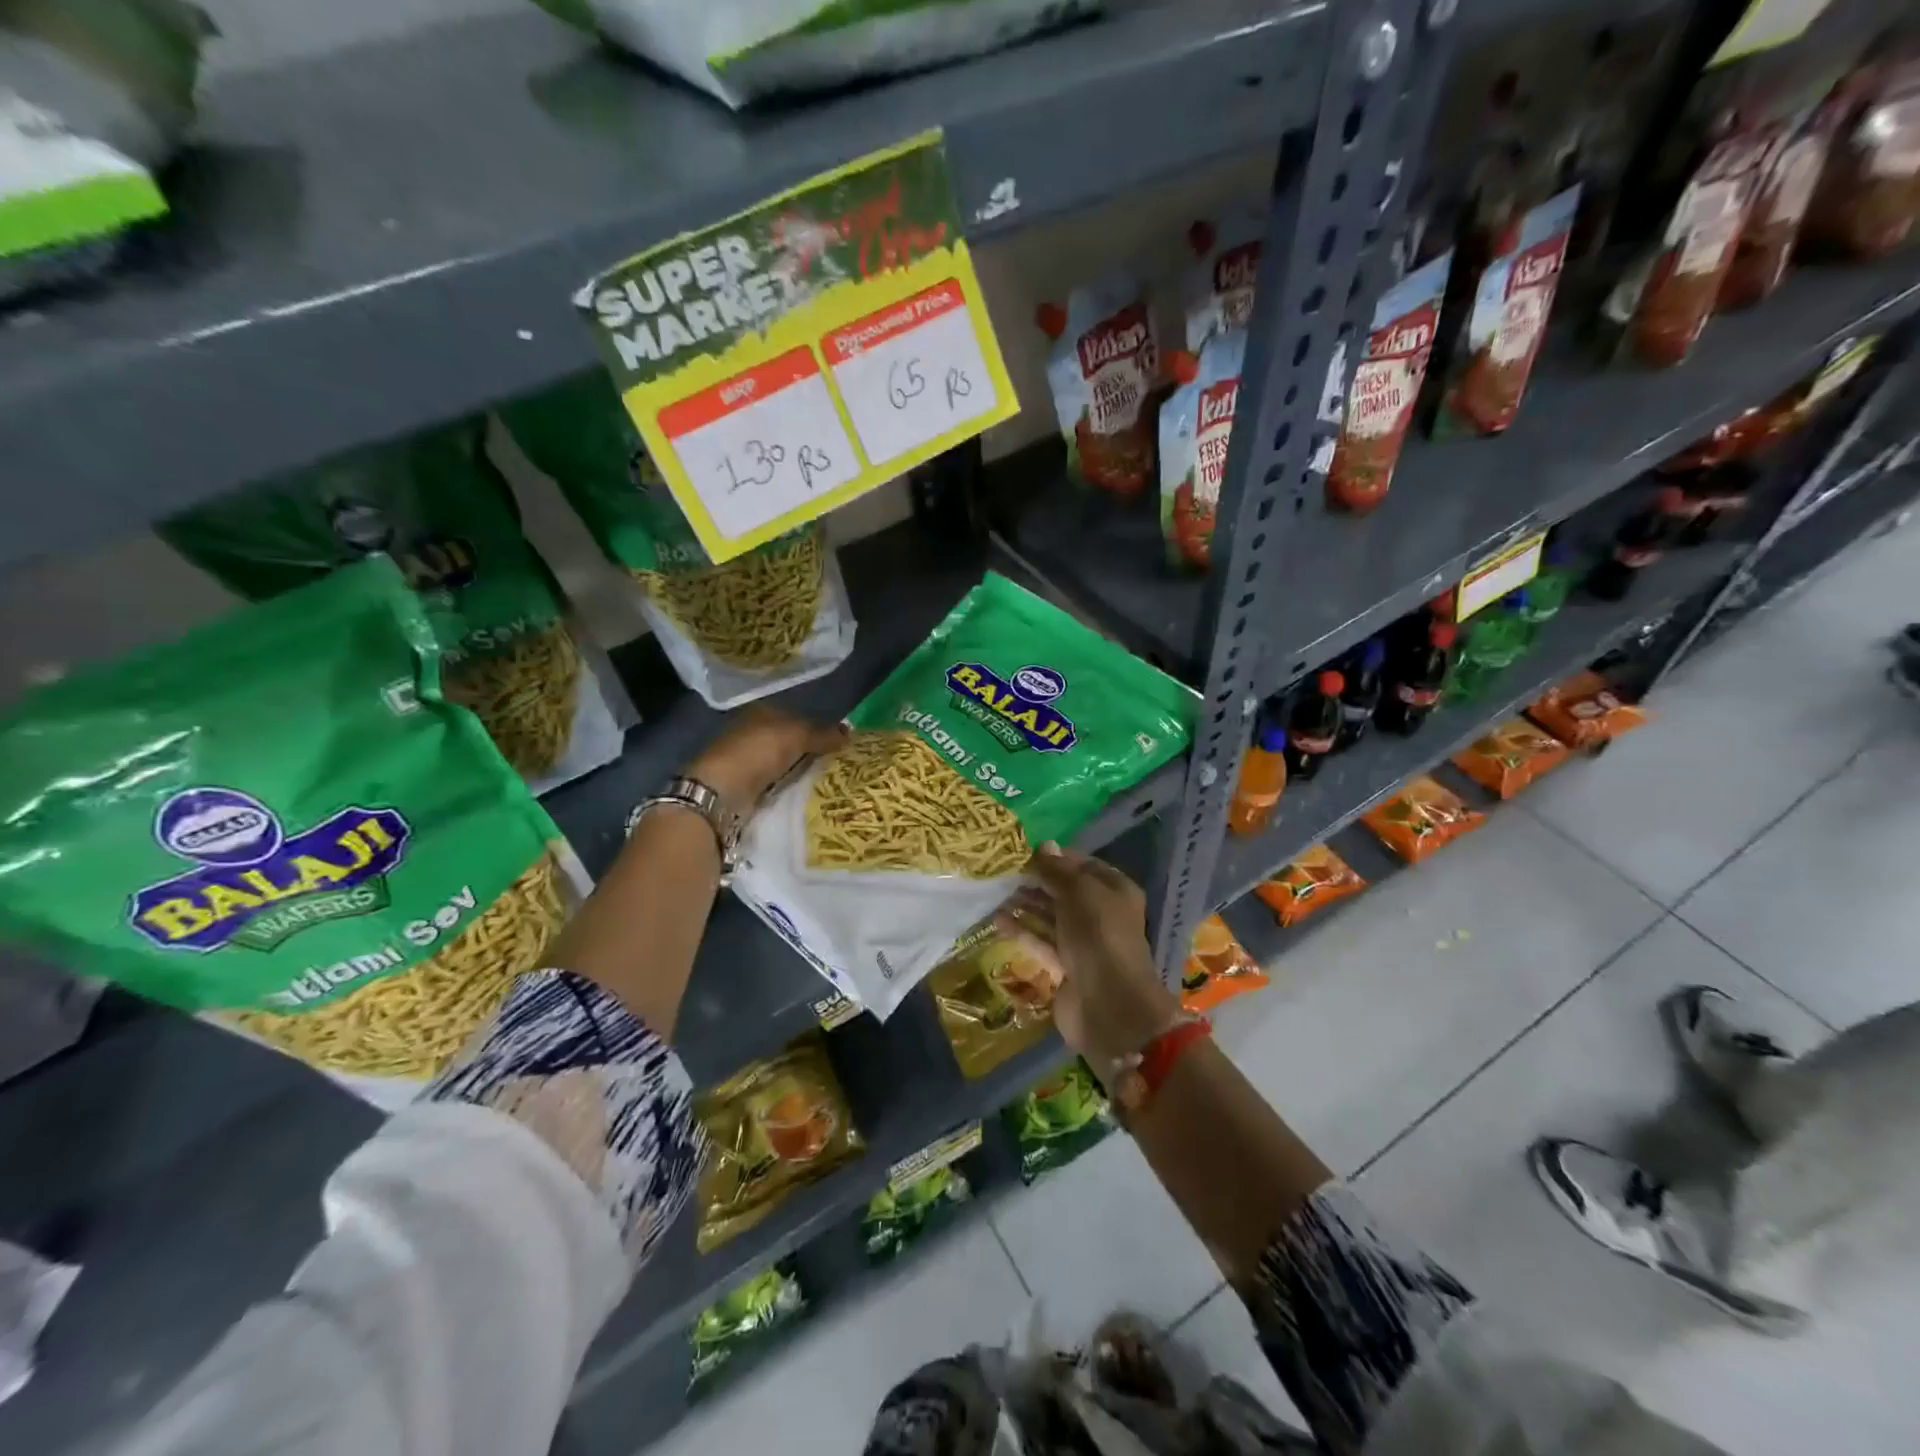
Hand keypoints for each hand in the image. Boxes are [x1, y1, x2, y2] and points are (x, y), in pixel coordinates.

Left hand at [683, 707, 848, 822]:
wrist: (721, 792)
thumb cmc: (758, 752)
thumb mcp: (797, 735)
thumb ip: (824, 733)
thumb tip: (850, 732)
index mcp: (761, 712)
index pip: (797, 716)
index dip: (819, 728)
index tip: (842, 744)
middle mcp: (752, 732)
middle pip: (791, 741)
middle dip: (812, 752)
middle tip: (841, 765)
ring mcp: (747, 761)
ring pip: (785, 763)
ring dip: (802, 772)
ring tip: (831, 782)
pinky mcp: (746, 786)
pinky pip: (777, 784)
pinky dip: (790, 788)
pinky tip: (808, 794)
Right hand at [995, 844, 1181, 1075]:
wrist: (1108, 1004)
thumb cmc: (1098, 935)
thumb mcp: (1079, 892)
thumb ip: (1058, 870)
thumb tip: (1043, 845)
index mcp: (1114, 890)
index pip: (1082, 865)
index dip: (1055, 858)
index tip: (1023, 852)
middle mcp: (1101, 913)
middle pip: (1064, 891)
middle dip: (1036, 881)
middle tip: (1003, 872)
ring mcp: (1084, 942)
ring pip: (1051, 916)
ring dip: (1025, 905)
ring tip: (995, 893)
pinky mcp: (1066, 966)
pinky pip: (1041, 941)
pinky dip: (1022, 931)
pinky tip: (997, 920)